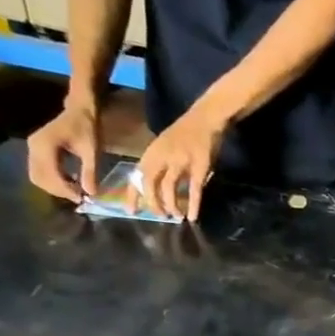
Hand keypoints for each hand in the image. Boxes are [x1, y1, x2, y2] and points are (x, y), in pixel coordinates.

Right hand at [26, 101, 99, 202]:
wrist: (79, 111)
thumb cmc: (87, 128)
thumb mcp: (92, 151)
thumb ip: (90, 172)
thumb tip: (91, 193)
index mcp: (45, 145)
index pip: (50, 174)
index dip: (65, 189)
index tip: (82, 198)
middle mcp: (34, 147)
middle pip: (39, 178)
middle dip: (59, 191)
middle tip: (79, 196)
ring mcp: (32, 148)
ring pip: (37, 176)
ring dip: (55, 187)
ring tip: (75, 190)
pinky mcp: (36, 150)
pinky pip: (39, 171)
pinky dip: (53, 180)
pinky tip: (70, 181)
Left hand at [132, 106, 224, 221]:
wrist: (204, 118)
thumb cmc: (185, 133)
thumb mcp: (164, 146)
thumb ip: (158, 164)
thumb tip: (152, 187)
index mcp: (152, 153)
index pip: (137, 177)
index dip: (132, 195)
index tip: (130, 211)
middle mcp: (162, 157)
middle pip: (150, 184)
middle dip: (153, 204)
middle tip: (160, 216)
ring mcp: (180, 162)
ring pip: (169, 188)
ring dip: (171, 205)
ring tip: (176, 216)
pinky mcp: (199, 167)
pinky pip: (194, 189)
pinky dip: (193, 205)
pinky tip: (193, 217)